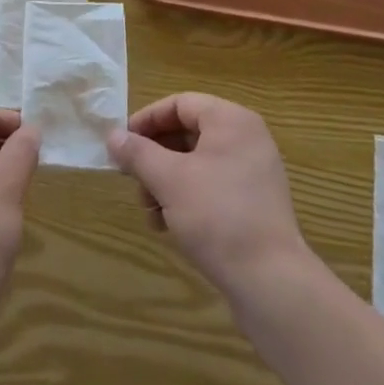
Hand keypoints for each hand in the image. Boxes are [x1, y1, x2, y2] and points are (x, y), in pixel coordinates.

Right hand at [108, 93, 309, 299]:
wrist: (270, 281)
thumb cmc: (217, 215)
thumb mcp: (169, 180)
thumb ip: (138, 153)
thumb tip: (113, 136)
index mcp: (231, 120)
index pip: (180, 103)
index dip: (147, 119)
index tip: (122, 143)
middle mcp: (246, 138)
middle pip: (188, 133)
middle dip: (155, 157)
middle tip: (133, 180)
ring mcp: (254, 172)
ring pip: (197, 163)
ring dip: (166, 181)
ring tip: (149, 211)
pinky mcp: (255, 203)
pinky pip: (212, 186)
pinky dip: (187, 197)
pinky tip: (168, 225)